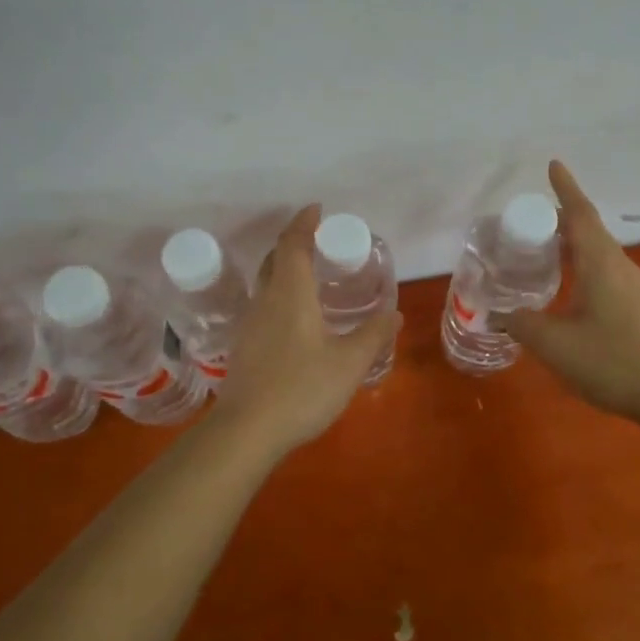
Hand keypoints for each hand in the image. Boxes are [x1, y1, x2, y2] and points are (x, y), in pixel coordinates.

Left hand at [212, 204, 400, 452]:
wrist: (246, 431)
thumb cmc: (301, 388)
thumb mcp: (349, 363)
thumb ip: (373, 335)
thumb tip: (395, 313)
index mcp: (290, 293)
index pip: (293, 244)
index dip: (304, 222)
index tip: (317, 209)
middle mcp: (265, 300)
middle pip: (275, 258)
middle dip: (294, 242)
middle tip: (318, 241)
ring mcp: (250, 324)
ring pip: (266, 282)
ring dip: (285, 269)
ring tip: (311, 277)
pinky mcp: (244, 346)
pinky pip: (263, 305)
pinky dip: (280, 295)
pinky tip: (296, 318)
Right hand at [500, 161, 639, 424]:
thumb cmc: (614, 361)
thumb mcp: (555, 345)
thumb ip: (522, 325)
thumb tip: (498, 314)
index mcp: (600, 263)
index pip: (580, 214)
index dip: (565, 188)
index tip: (552, 165)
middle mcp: (620, 266)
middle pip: (588, 230)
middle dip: (558, 221)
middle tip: (526, 225)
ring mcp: (634, 287)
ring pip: (597, 253)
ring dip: (570, 246)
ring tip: (541, 255)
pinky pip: (605, 272)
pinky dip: (581, 267)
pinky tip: (568, 291)